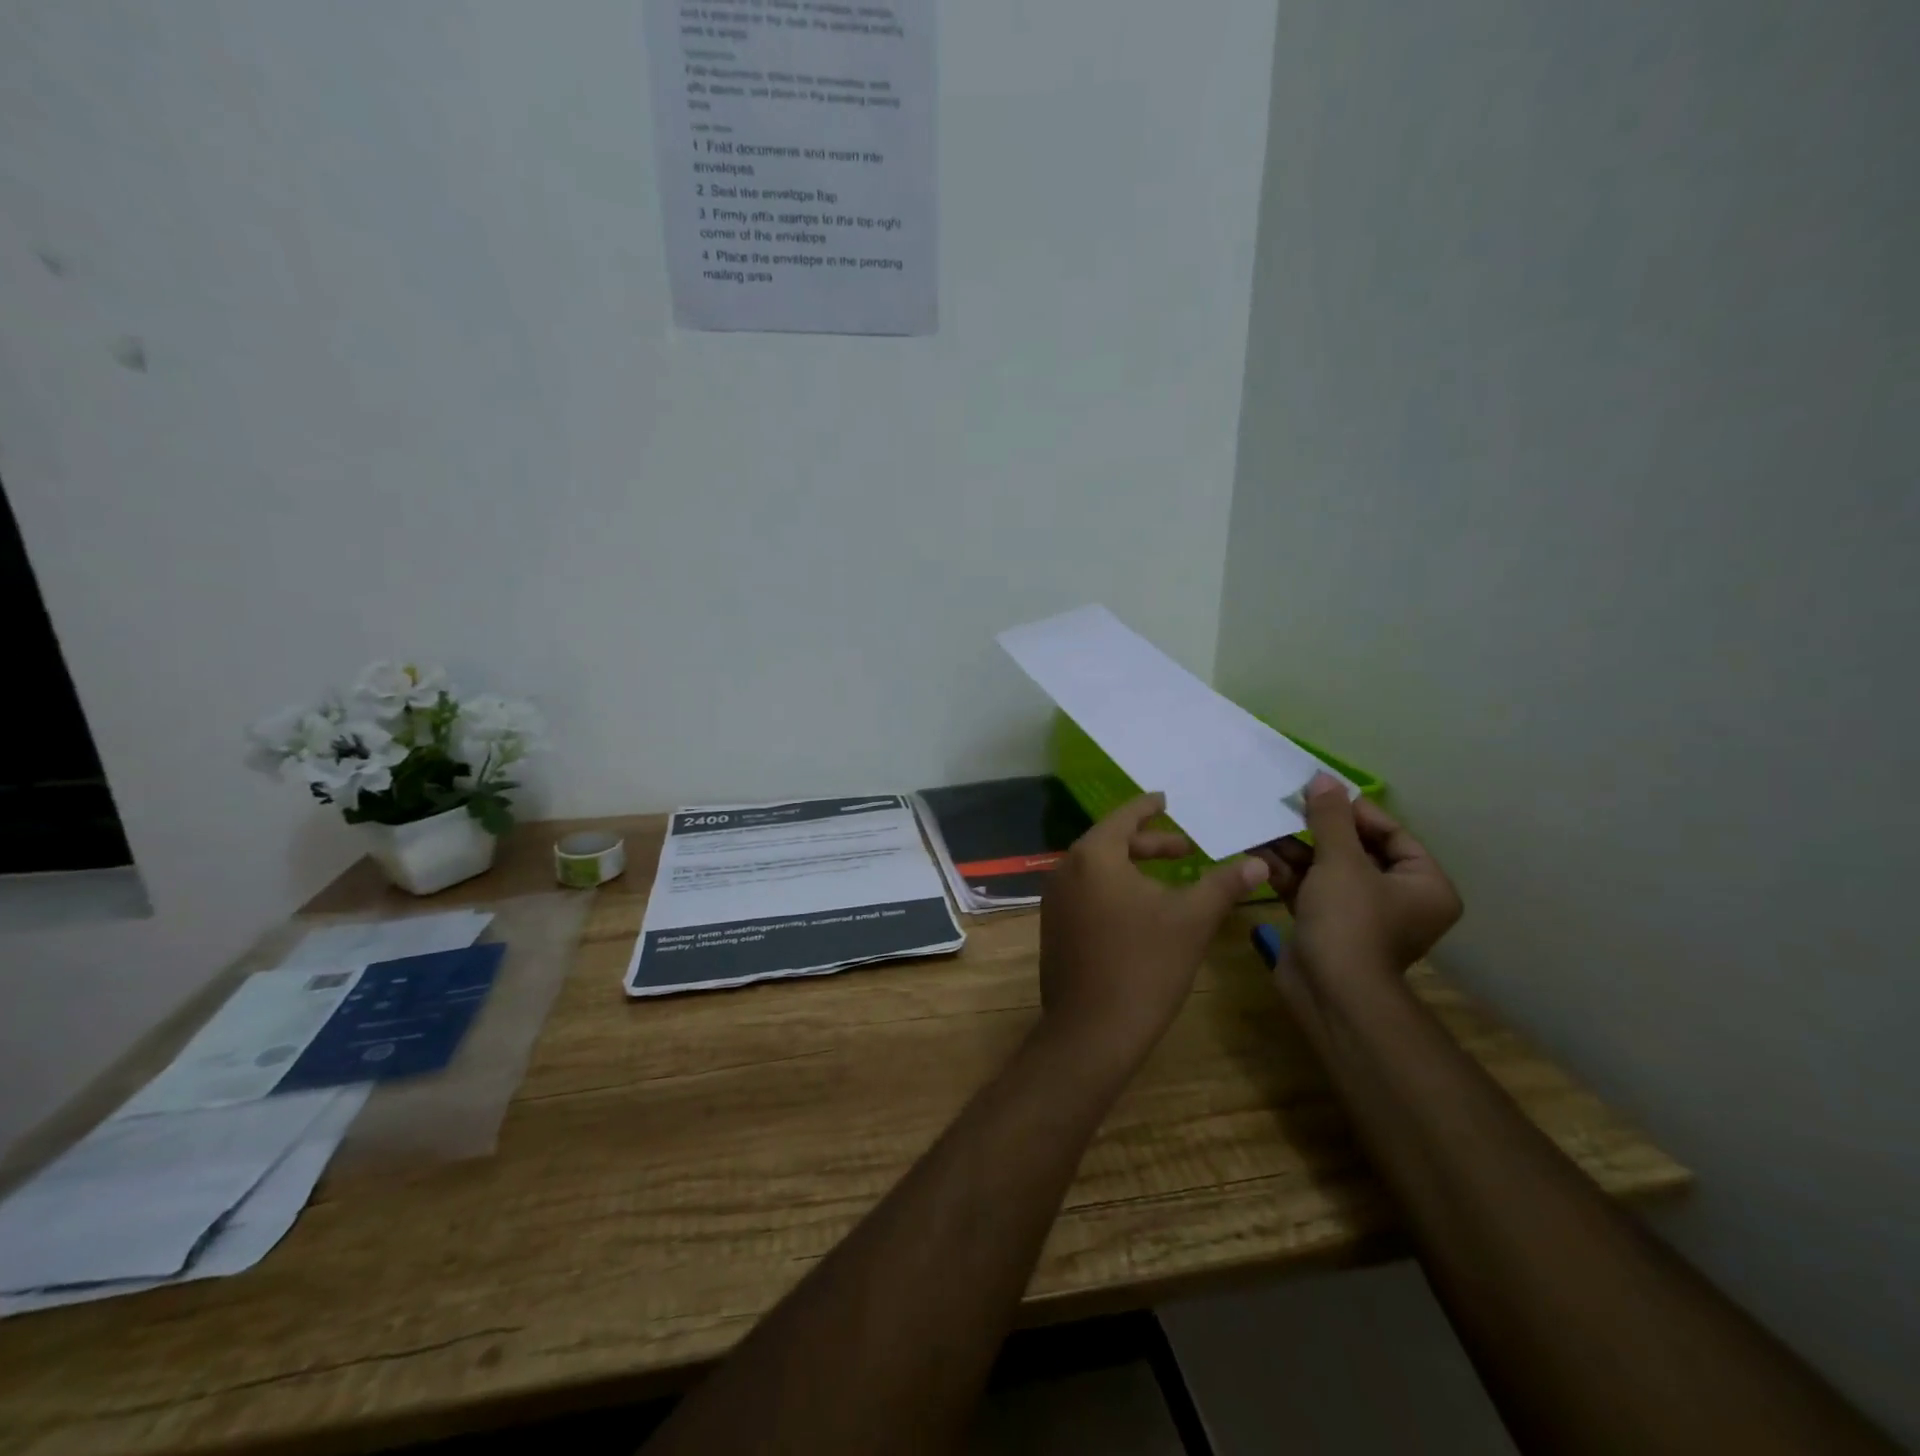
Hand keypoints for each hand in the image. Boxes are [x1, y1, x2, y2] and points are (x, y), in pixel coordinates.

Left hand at [1037, 793, 1268, 1072]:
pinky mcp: (1053, 928)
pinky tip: (1140, 911)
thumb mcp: (1192, 920)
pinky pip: (1086, 894)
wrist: (1092, 1030)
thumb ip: (1224, 884)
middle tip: (1184, 848)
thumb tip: (1258, 861)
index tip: (1166, 799)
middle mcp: (1065, 870)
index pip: (1124, 817)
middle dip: (1149, 844)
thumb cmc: (1145, 965)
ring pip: (1097, 871)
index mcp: (1093, 856)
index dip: (1148, 807)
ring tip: (1168, 880)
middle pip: (1110, 843)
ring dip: (1132, 869)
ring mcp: (1054, 901)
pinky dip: (1113, 890)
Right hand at [1252, 775, 1462, 986]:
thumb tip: (1323, 778)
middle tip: (1286, 806)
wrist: (1331, 992)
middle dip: (1316, 830)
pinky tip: (1256, 853)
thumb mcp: (1340, 862)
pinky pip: (1309, 889)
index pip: (1392, 834)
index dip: (1355, 812)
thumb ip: (1330, 818)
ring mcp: (1360, 914)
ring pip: (1327, 869)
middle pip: (1355, 850)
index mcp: (1423, 884)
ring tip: (1263, 825)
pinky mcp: (1327, 926)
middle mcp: (1397, 898)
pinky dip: (1286, 872)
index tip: (1319, 794)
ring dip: (1294, 849)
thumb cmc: (1350, 921)